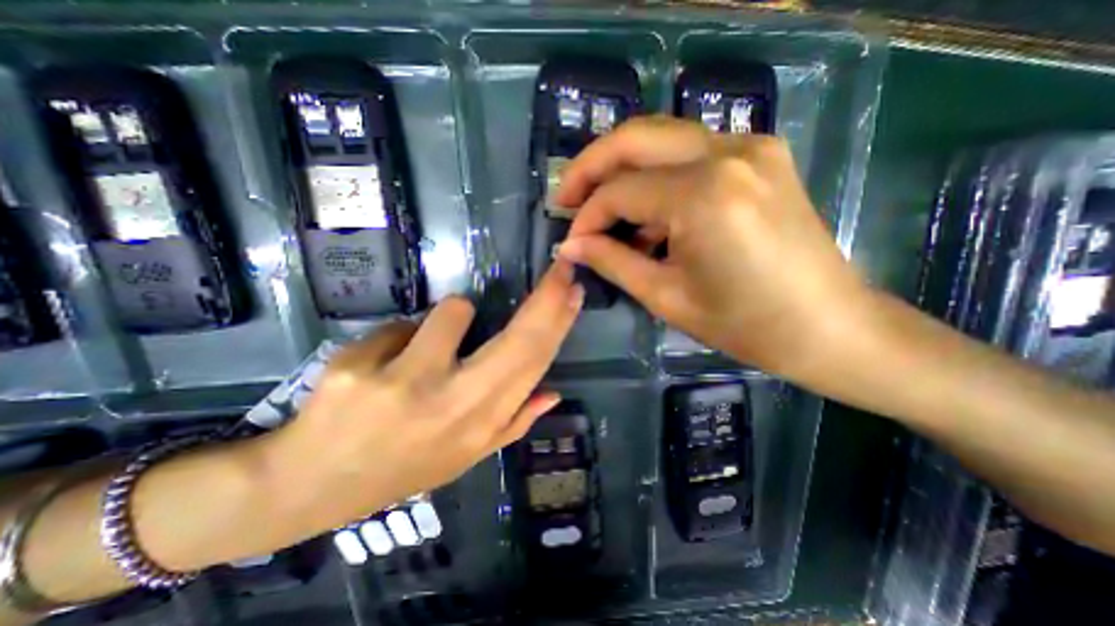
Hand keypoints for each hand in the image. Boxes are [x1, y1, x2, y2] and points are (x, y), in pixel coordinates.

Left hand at [261, 261, 583, 534]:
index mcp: (481, 424)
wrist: (310, 486)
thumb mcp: (465, 456)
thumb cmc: (402, 467)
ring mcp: (404, 383)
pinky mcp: (357, 367)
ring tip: (426, 348)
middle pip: (517, 338)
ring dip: (450, 318)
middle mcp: (452, 403)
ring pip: (454, 311)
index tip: (573, 290)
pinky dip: (401, 337)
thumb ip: (514, 423)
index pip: (533, 363)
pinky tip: (381, 366)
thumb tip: (553, 393)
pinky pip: (401, 325)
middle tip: (560, 269)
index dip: (558, 323)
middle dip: (546, 298)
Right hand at [559, 118, 869, 382]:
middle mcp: (727, 153)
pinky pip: (689, 152)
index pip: (620, 191)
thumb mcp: (665, 296)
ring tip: (603, 209)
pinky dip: (656, 176)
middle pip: (635, 137)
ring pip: (660, 137)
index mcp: (703, 196)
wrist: (827, 325)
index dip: (586, 216)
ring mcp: (750, 146)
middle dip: (591, 167)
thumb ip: (611, 261)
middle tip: (567, 197)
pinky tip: (647, 212)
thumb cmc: (744, 324)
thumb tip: (569, 245)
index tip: (571, 240)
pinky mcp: (760, 154)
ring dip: (622, 169)